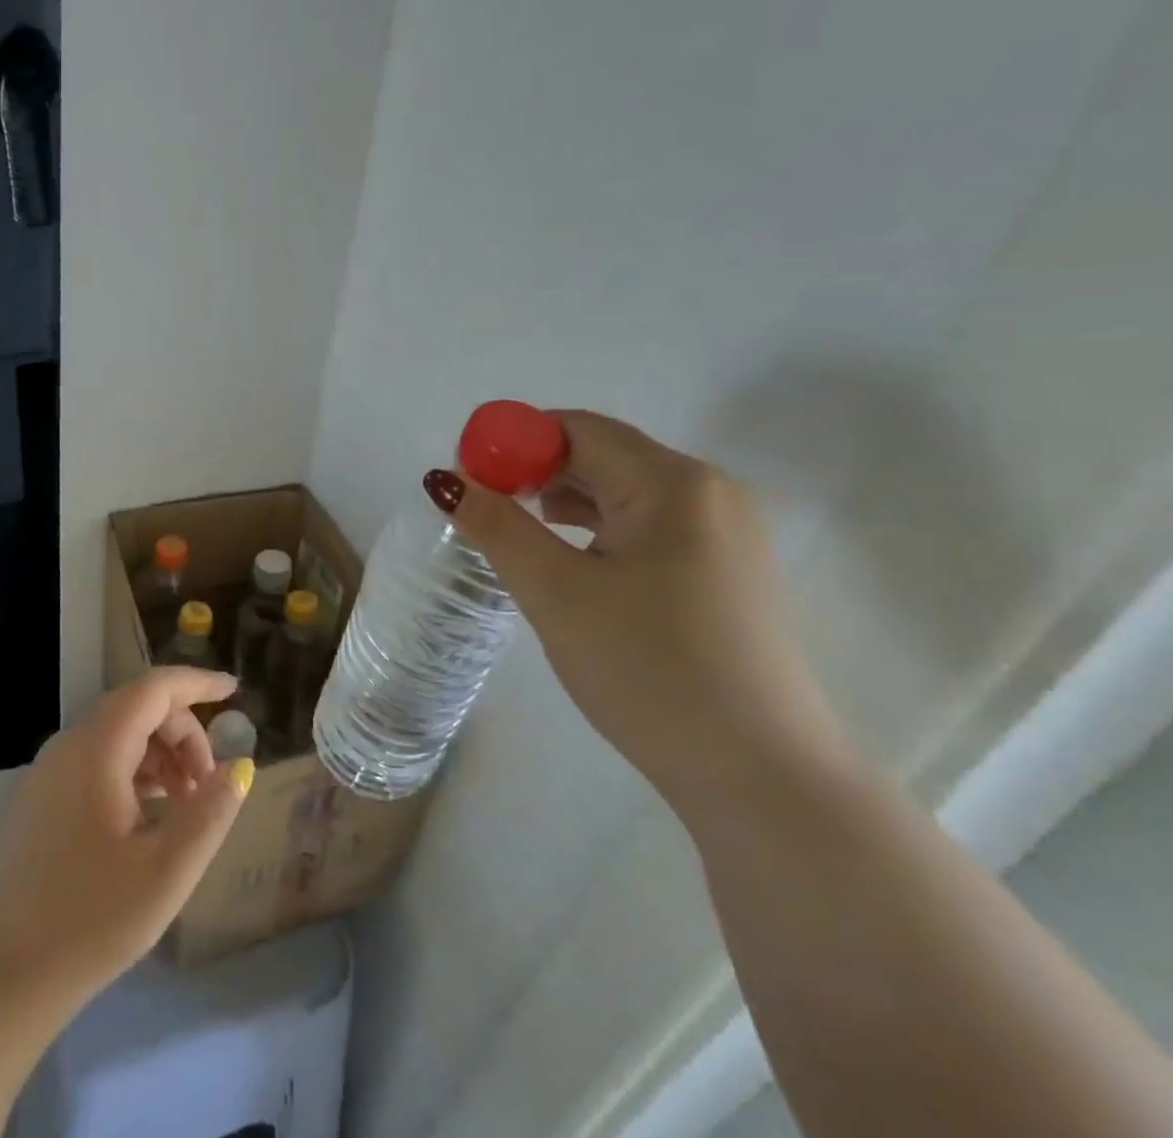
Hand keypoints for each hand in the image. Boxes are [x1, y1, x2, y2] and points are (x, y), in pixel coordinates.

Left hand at [0, 666, 253, 1008]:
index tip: (234, 692)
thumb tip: (240, 767)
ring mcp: (47, 773)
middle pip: (137, 710)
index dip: (197, 683)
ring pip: (116, 737)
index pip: (154, 689)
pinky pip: (96, 762)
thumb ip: (209, 813)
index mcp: (97, 749)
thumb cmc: (88, 922)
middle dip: (183, 733)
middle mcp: (68, 746)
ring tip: (185, 806)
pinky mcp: (38, 801)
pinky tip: (149, 818)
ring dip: (159, 756)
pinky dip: (133, 774)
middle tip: (209, 785)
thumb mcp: (166, 871)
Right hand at [427, 410, 851, 814]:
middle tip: (484, 511)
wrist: (764, 780)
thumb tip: (447, 481)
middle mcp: (711, 492)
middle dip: (535, 473)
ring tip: (520, 536)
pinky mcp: (730, 572)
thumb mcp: (556, 593)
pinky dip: (601, 531)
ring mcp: (728, 534)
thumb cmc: (649, 671)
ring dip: (565, 502)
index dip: (512, 444)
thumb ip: (497, 527)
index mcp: (673, 482)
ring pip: (626, 493)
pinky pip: (650, 527)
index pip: (575, 430)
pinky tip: (573, 563)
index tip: (469, 481)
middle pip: (603, 456)